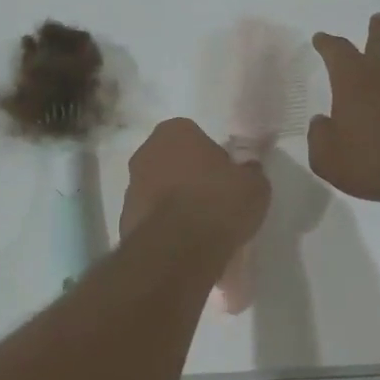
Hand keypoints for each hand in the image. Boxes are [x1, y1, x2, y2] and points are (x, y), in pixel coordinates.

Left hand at [122, 117, 269, 247]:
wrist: (179, 248)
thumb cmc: (218, 202)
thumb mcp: (254, 185)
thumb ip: (249, 173)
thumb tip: (246, 171)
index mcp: (174, 132)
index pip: (196, 137)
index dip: (212, 158)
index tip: (226, 179)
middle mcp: (146, 152)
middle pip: (173, 162)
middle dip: (189, 178)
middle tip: (213, 201)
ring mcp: (131, 186)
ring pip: (159, 190)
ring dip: (174, 203)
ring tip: (200, 228)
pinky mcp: (125, 219)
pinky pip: (152, 218)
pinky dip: (165, 226)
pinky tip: (184, 244)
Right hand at [308, 14, 379, 213]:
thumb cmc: (371, 161)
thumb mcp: (327, 157)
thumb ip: (319, 136)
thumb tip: (321, 122)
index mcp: (351, 78)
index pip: (336, 50)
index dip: (326, 43)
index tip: (320, 38)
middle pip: (379, 41)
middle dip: (376, 29)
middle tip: (377, 18)